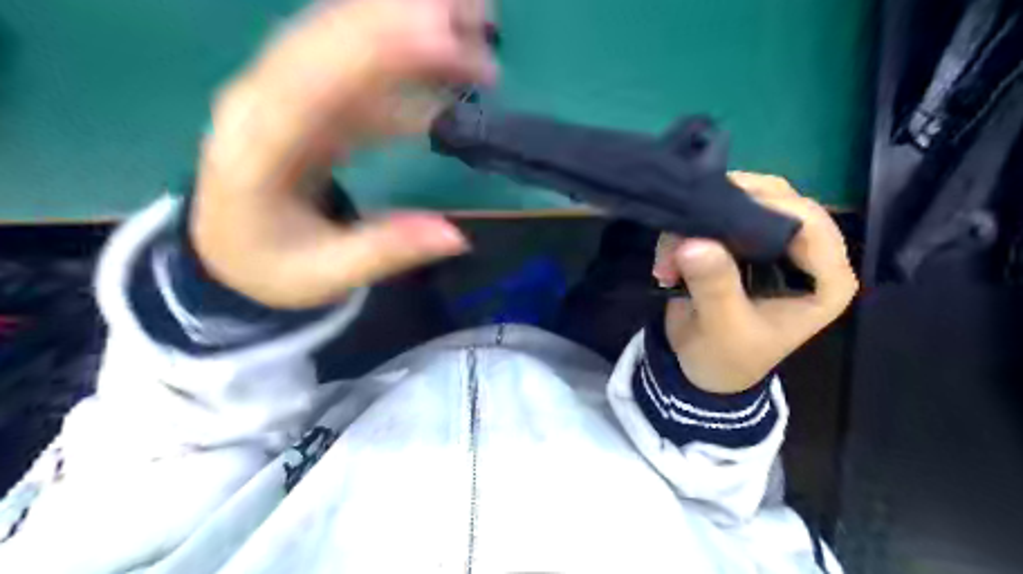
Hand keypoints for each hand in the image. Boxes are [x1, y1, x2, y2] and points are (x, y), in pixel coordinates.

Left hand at [193, 0, 499, 308]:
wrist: (230, 246)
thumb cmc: (270, 264)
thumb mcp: (324, 276)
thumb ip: (385, 252)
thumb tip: (457, 236)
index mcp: (256, 150)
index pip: (309, 83)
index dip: (372, 49)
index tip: (442, 35)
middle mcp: (264, 101)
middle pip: (328, 38)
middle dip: (403, 19)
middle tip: (480, 21)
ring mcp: (285, 92)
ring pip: (344, 36)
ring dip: (409, 23)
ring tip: (476, 27)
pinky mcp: (310, 98)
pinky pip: (358, 65)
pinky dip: (406, 58)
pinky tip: (447, 67)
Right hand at [650, 172, 856, 395]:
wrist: (702, 367)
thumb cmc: (726, 357)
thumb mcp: (722, 328)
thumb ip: (715, 286)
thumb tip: (694, 242)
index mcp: (823, 281)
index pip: (811, 225)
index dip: (768, 209)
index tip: (717, 212)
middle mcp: (804, 255)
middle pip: (777, 202)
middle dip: (728, 210)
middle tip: (685, 228)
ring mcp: (771, 244)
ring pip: (744, 201)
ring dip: (702, 221)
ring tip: (669, 257)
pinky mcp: (741, 241)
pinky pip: (718, 214)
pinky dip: (689, 230)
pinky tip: (667, 259)